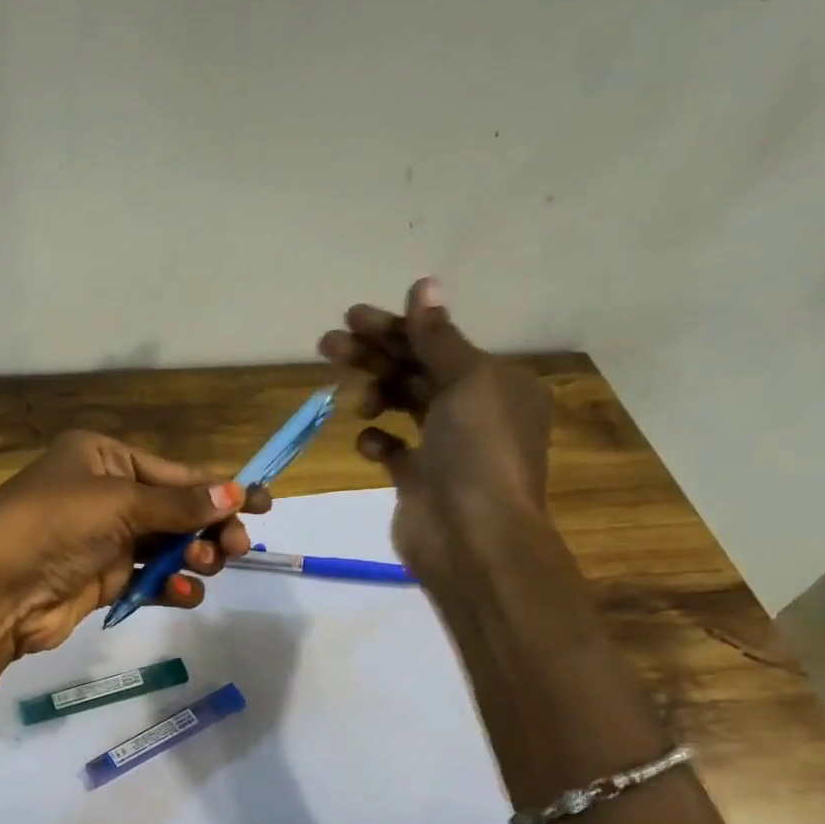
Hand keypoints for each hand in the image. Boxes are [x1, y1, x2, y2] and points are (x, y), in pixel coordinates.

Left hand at [0, 430, 269, 657]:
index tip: (264, 502)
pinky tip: (183, 594)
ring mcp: (102, 540)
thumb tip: (236, 490)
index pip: (174, 472)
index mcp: (103, 458)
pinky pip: (147, 579)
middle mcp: (104, 494)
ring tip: (205, 566)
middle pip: (175, 510)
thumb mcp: (119, 503)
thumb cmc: (54, 525)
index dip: (219, 486)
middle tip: (237, 547)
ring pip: (165, 546)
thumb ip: (179, 504)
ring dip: (192, 557)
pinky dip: (169, 586)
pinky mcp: (100, 581)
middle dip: (209, 527)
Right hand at [319, 277, 553, 581]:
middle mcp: (474, 410)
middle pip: (416, 370)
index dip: (396, 327)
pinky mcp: (420, 480)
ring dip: (374, 393)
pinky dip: (378, 441)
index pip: (439, 342)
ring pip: (402, 405)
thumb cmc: (478, 453)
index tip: (352, 317)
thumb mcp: (467, 382)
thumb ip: (438, 337)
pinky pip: (393, 450)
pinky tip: (369, 442)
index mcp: (497, 382)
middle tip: (328, 342)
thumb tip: (424, 285)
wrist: (473, 539)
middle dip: (374, 355)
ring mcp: (446, 448)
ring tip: (353, 401)